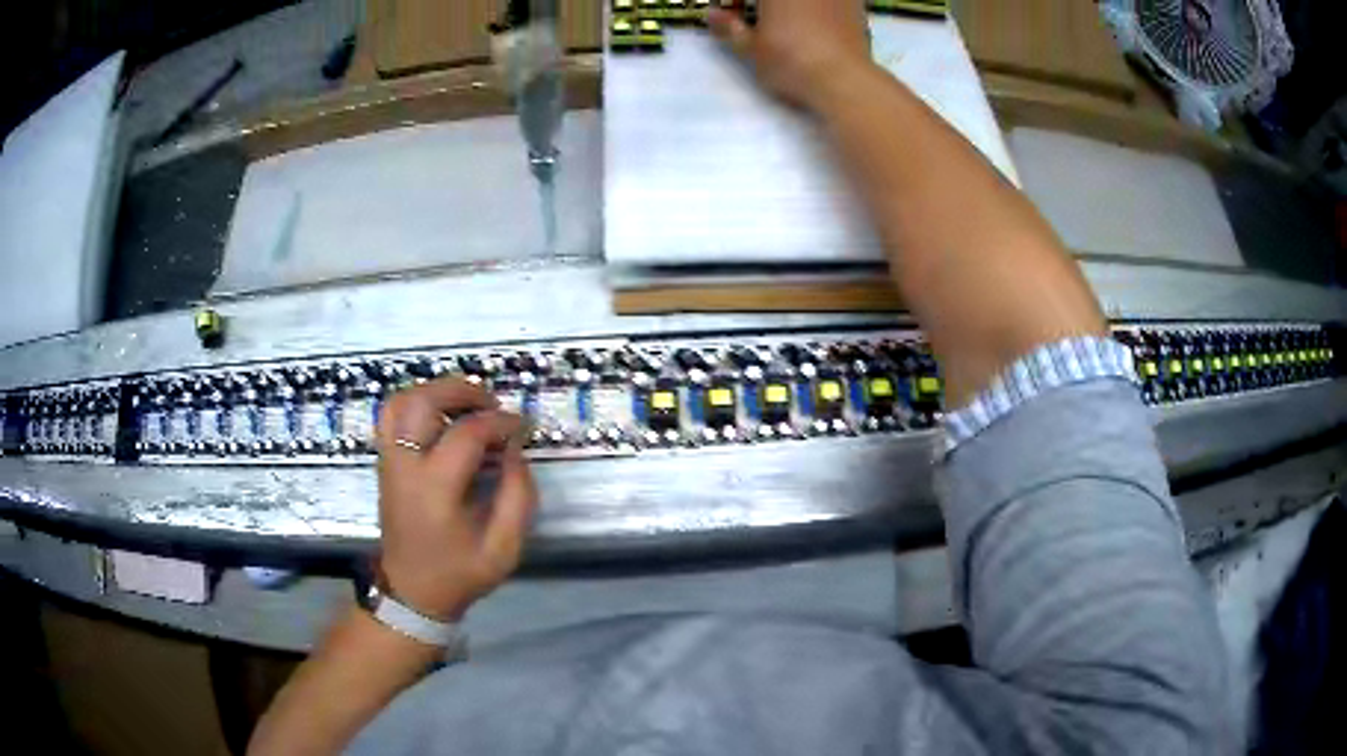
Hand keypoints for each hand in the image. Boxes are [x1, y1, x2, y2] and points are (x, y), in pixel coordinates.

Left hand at [374, 380, 537, 621]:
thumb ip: (519, 496)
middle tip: (492, 403)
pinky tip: (441, 415)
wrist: (412, 591)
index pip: (466, 434)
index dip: (500, 422)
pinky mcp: (384, 461)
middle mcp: (405, 467)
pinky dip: (416, 402)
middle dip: (462, 391)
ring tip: (467, 403)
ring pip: (401, 401)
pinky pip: (391, 415)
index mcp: (435, 490)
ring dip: (436, 390)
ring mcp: (389, 461)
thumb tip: (515, 449)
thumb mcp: (505, 548)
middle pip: (423, 402)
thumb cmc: (460, 573)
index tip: (522, 427)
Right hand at [708, 0, 872, 110]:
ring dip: (792, 7)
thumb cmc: (791, 61)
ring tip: (787, 22)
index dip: (735, 2)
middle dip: (763, 4)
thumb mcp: (751, 49)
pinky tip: (816, 23)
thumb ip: (730, 28)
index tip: (732, 12)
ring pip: (806, 0)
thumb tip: (712, 14)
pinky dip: (819, 7)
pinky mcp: (855, 3)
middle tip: (758, 18)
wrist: (844, 79)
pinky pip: (831, 1)